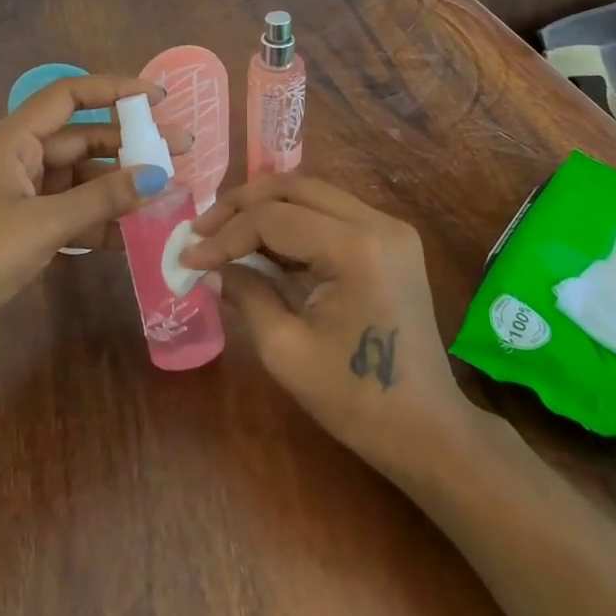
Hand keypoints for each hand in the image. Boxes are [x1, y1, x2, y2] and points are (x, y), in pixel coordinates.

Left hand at [0, 75, 188, 351]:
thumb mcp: (43, 223)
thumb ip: (102, 198)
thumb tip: (158, 175)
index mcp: (13, 139)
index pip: (70, 96)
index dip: (116, 89)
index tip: (159, 98)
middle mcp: (18, 158)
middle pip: (83, 139)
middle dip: (130, 145)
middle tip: (181, 152)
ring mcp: (20, 195)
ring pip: (80, 179)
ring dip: (118, 187)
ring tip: (166, 194)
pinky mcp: (22, 228)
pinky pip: (70, 212)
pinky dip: (98, 219)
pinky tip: (133, 233)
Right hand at [180, 175, 472, 470]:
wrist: (427, 428)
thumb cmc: (355, 399)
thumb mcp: (285, 350)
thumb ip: (246, 294)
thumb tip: (210, 267)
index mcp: (356, 249)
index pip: (274, 219)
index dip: (225, 235)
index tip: (188, 258)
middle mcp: (378, 223)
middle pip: (294, 188)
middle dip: (241, 205)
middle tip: (201, 230)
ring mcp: (390, 228)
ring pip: (313, 194)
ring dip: (266, 209)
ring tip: (224, 234)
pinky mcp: (391, 241)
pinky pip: (331, 214)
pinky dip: (293, 223)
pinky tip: (263, 245)